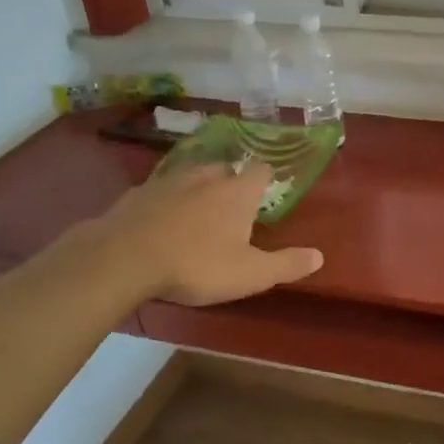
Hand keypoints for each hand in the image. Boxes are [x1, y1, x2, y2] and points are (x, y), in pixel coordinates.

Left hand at [84, 161, 323, 306]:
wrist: (122, 259)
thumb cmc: (196, 265)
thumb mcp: (251, 274)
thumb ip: (287, 264)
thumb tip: (320, 256)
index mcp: (236, 193)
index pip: (260, 171)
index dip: (267, 178)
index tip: (269, 188)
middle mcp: (204, 178)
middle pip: (225, 169)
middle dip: (232, 181)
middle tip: (235, 203)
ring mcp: (166, 183)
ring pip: (190, 175)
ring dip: (198, 186)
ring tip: (200, 206)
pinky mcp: (135, 195)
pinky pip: (158, 191)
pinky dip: (165, 201)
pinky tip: (161, 219)